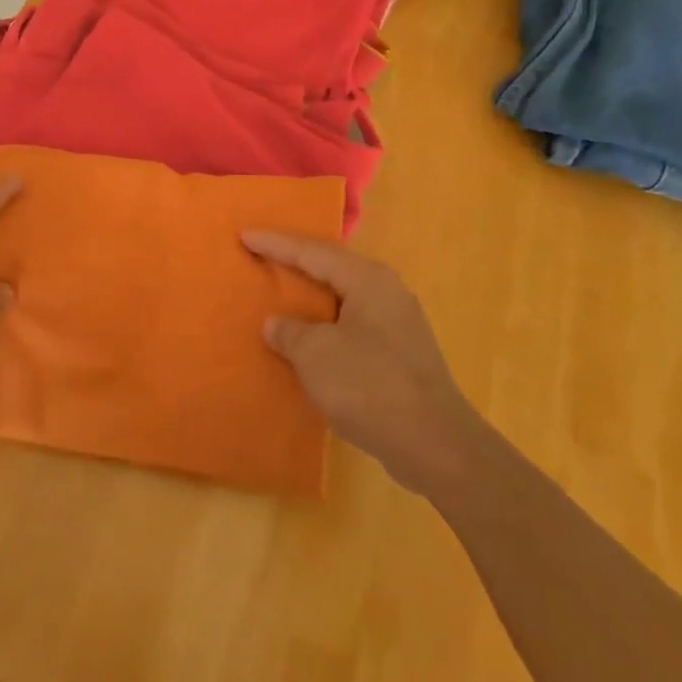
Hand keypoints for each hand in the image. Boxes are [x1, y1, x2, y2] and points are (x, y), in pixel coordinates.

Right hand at [247, 231, 477, 496]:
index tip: (244, 234)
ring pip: (342, 298)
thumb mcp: (316, 355)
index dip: (274, 244)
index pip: (311, 251)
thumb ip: (290, 331)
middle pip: (330, 268)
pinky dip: (326, 325)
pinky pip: (352, 324)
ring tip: (280, 294)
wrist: (437, 447)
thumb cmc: (370, 386)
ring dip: (311, 298)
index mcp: (366, 279)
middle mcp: (386, 291)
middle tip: (261, 256)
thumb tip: (277, 324)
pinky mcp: (401, 354)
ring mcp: (398, 323)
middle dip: (295, 264)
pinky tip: (310, 339)